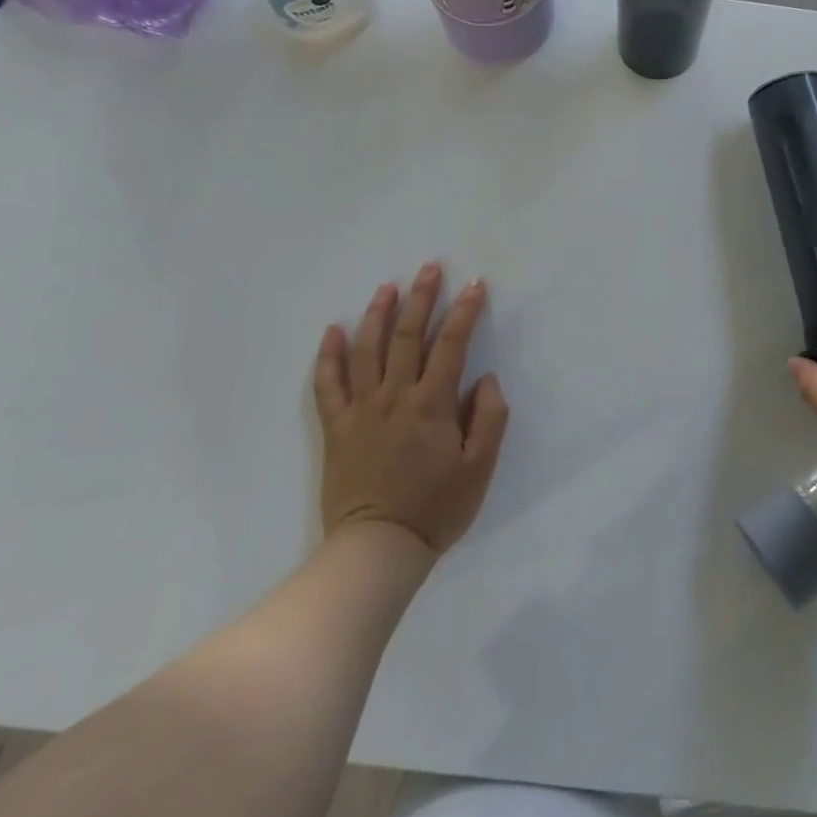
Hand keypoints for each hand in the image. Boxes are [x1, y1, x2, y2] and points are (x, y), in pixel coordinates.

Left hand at [314, 262, 509, 553]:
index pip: (451, 345)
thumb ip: (489, 418)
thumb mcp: (479, 468)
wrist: (377, 549)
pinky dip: (329, 356)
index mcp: (432, 405)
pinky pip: (327, 385)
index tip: (475, 284)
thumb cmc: (435, 509)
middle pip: (406, 336)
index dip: (464, 312)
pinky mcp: (337, 428)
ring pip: (367, 350)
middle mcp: (395, 397)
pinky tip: (333, 331)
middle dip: (421, 298)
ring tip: (387, 287)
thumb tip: (486, 379)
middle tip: (429, 267)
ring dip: (377, 314)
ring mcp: (361, 410)